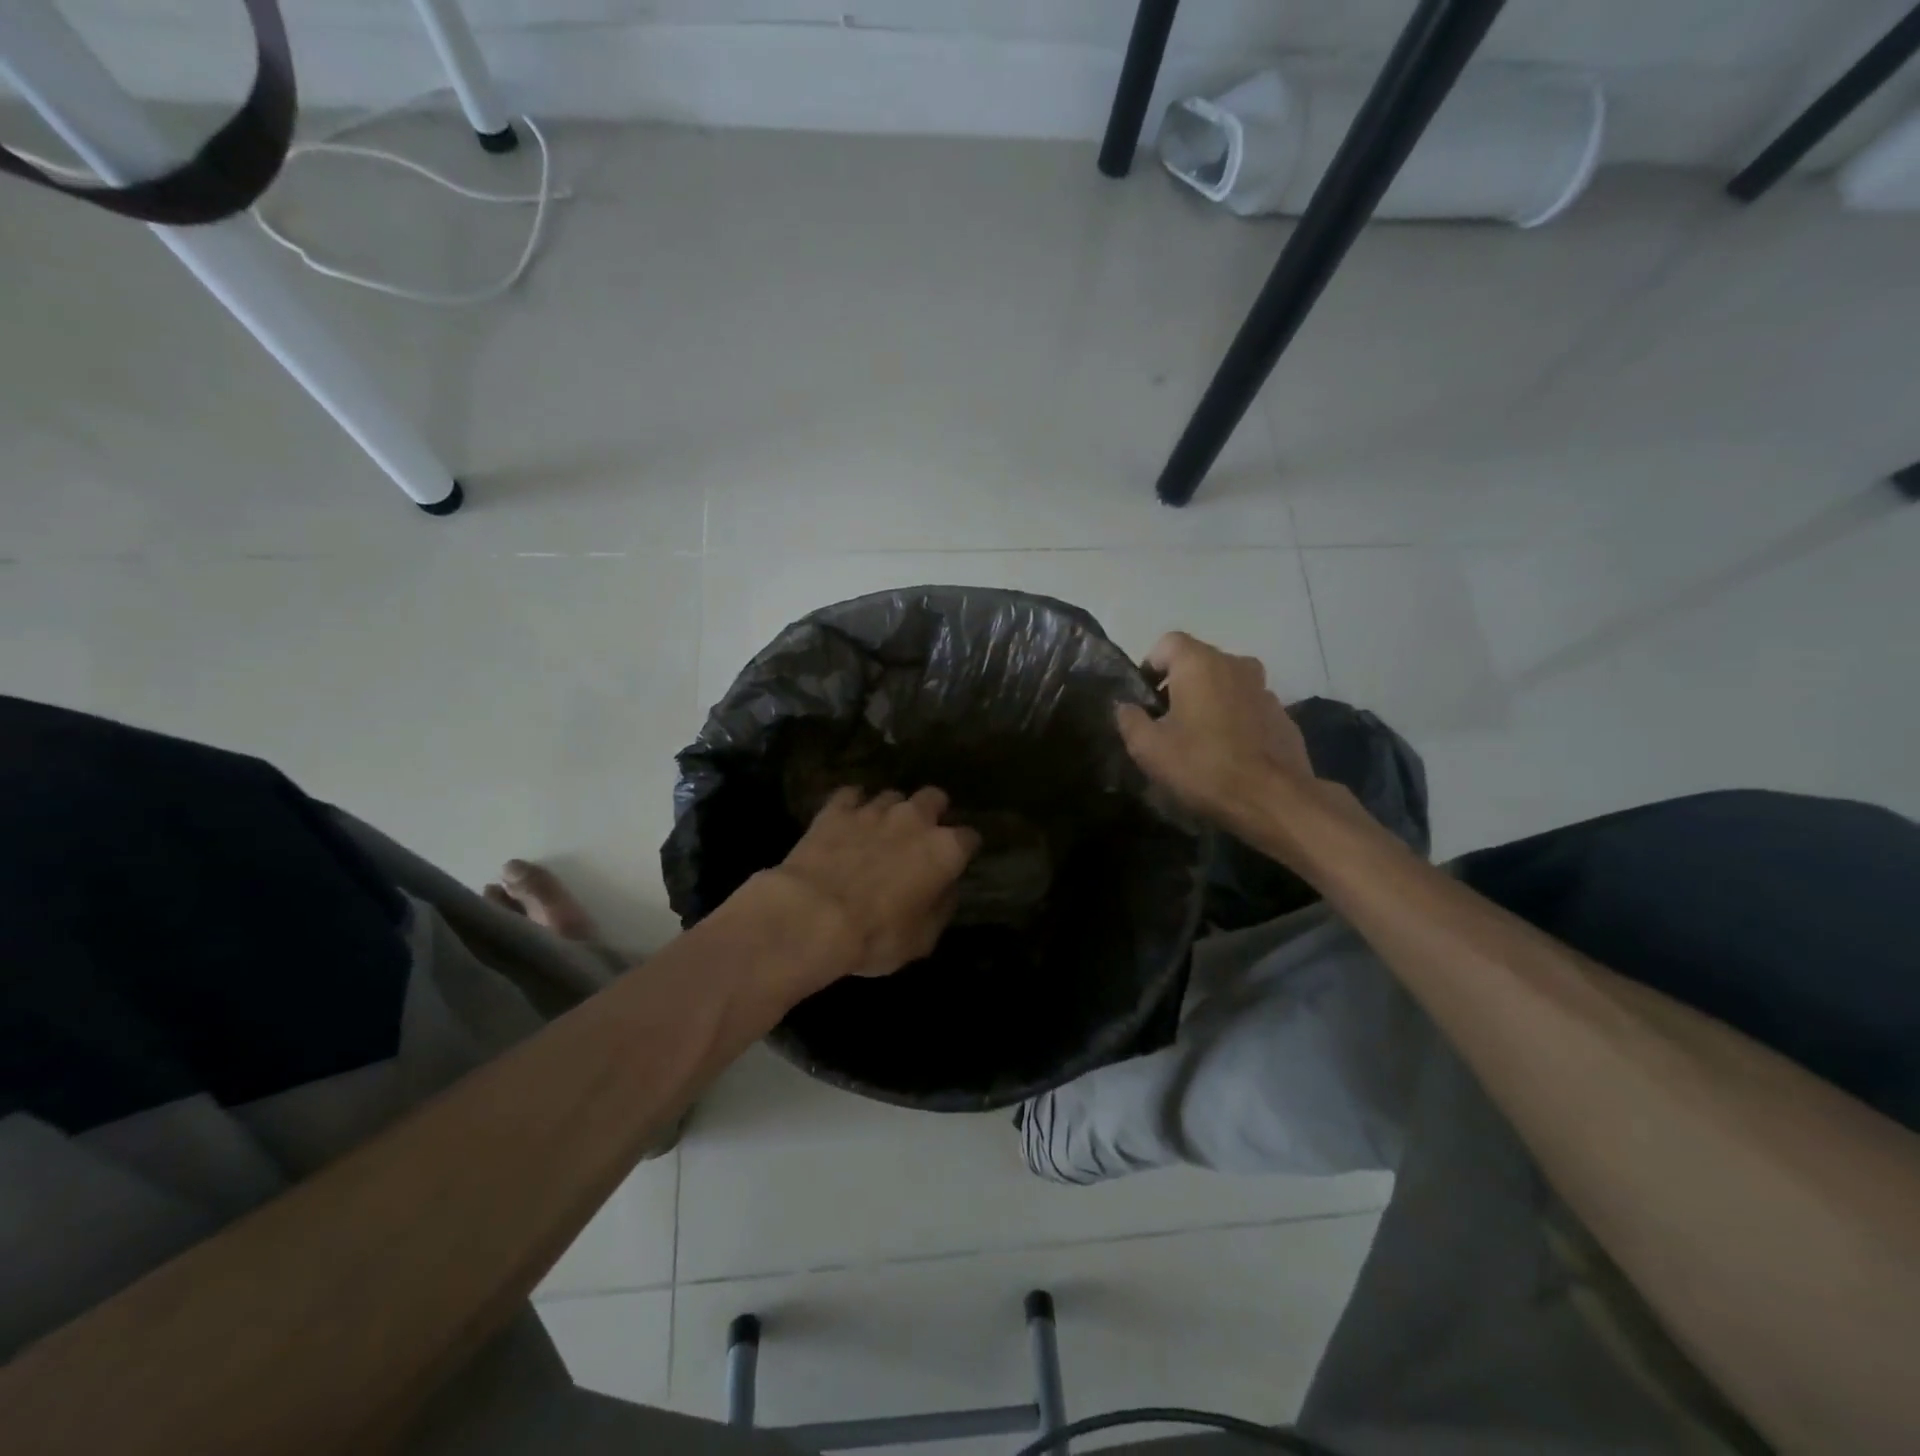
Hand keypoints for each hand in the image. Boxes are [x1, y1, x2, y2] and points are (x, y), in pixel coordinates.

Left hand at [765, 786, 980, 980]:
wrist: (813, 916)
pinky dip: (851, 805)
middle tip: (919, 836)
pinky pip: (850, 795)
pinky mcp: (836, 809)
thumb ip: (940, 907)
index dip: (964, 849)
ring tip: (878, 832)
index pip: (970, 838)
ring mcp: (874, 810)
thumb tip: (945, 889)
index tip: (956, 861)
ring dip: (890, 812)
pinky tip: (845, 820)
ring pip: (892, 796)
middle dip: (932, 812)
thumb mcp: (922, 939)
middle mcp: (914, 820)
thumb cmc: (876, 936)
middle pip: (934, 797)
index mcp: (944, 850)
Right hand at [1117, 631, 1315, 830]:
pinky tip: (1227, 753)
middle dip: (1178, 686)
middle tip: (1166, 723)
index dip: (1150, 667)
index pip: (1167, 643)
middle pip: (1198, 662)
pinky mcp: (1283, 715)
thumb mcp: (1148, 748)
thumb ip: (1129, 719)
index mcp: (1200, 663)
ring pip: (1225, 685)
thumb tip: (1126, 707)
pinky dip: (1233, 720)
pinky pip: (1247, 707)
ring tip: (1198, 740)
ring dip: (1208, 702)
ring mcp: (1264, 689)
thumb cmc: (1203, 766)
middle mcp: (1235, 664)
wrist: (1273, 800)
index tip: (1144, 700)